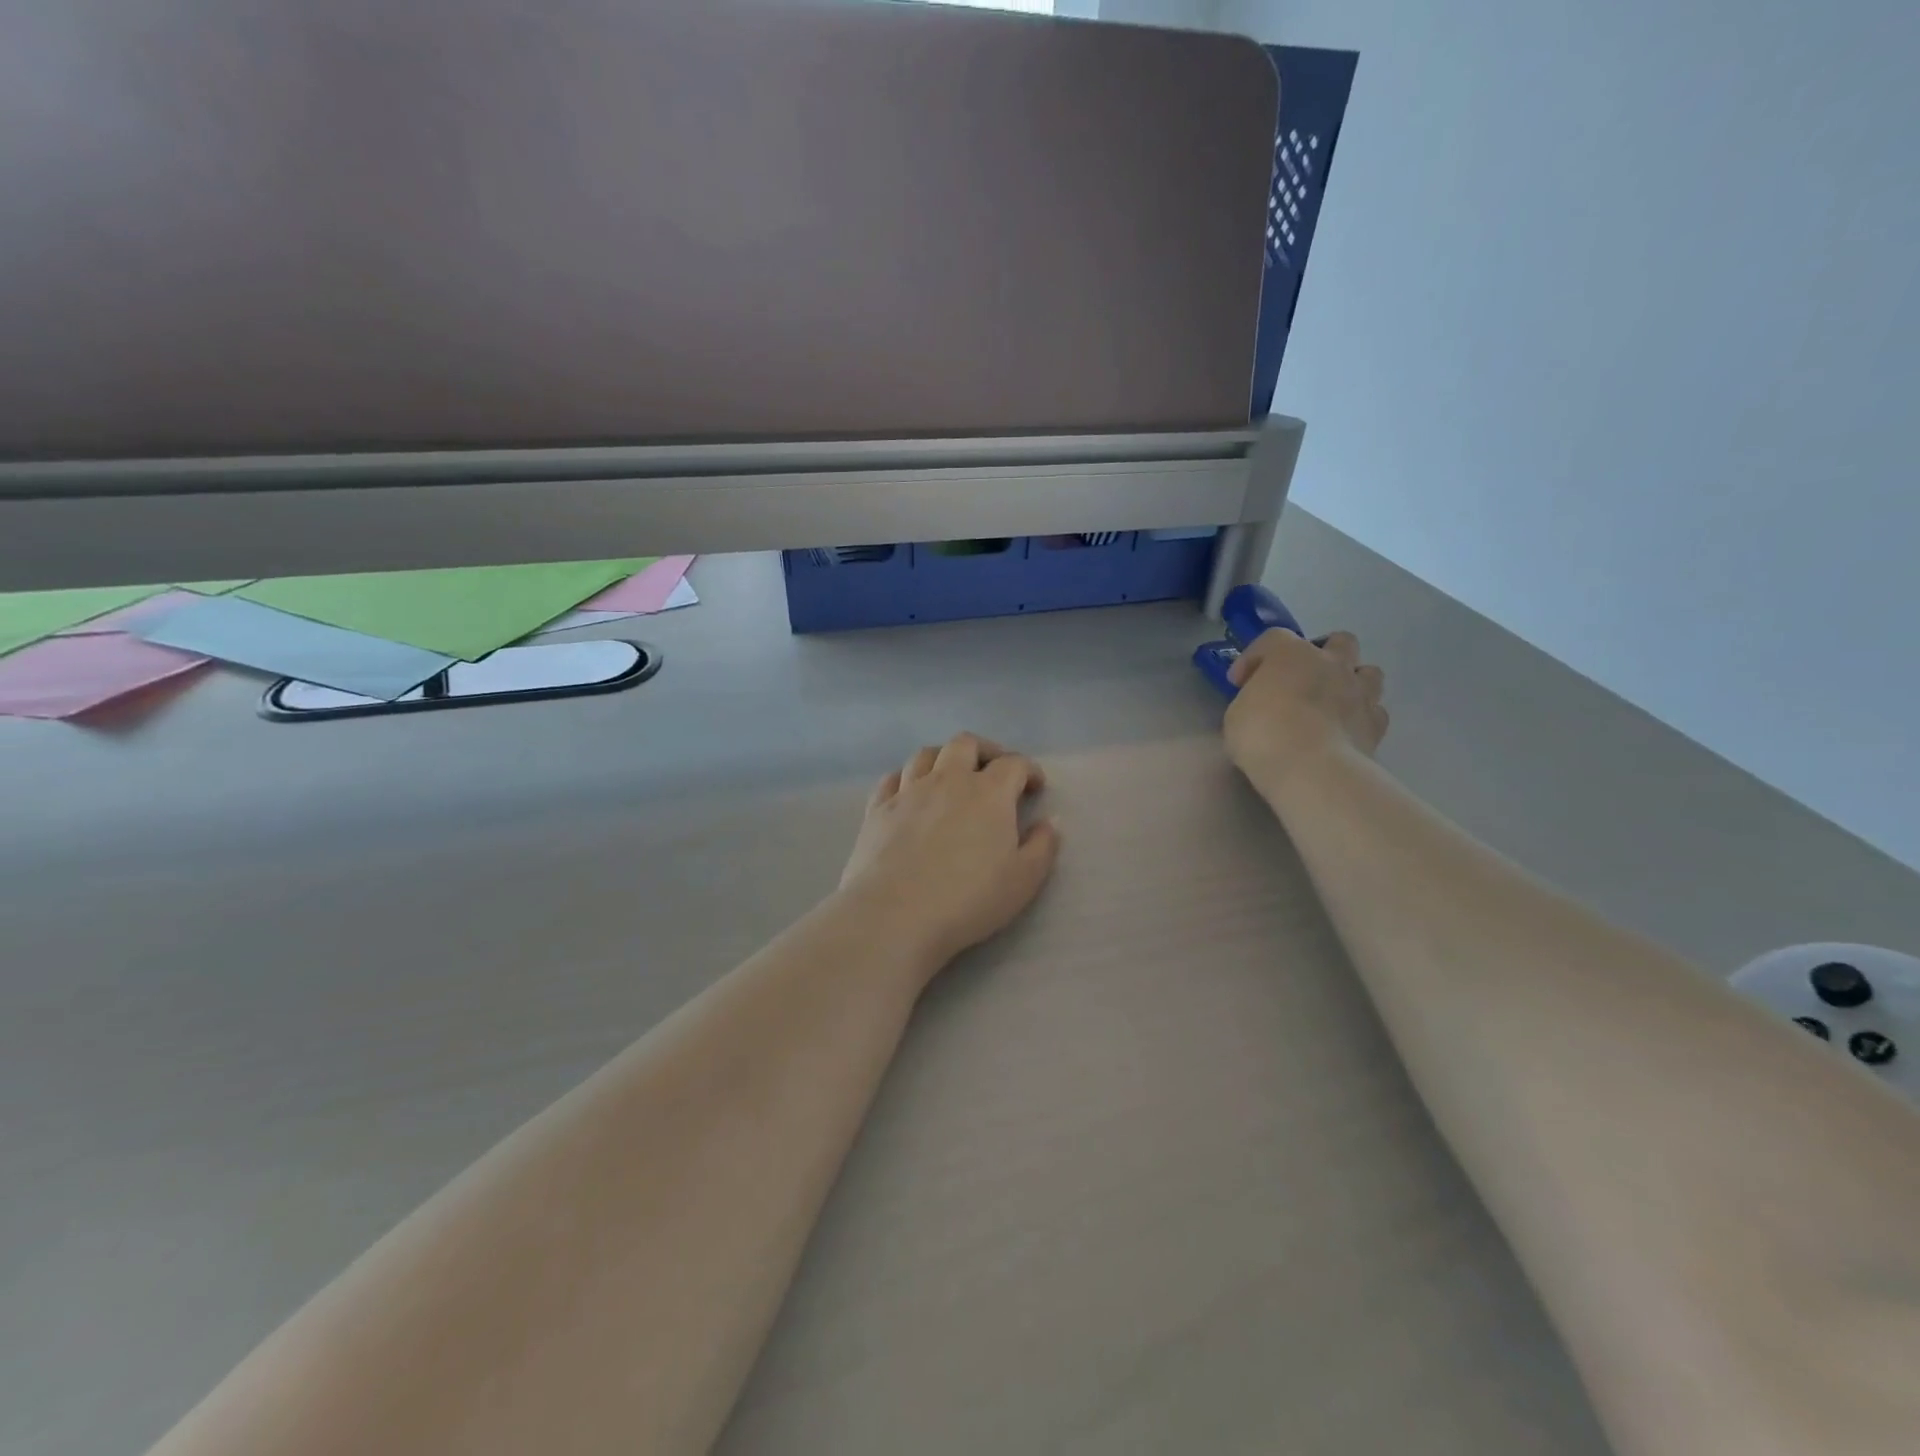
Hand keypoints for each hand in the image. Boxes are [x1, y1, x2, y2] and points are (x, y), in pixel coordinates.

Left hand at [838, 732, 1061, 971]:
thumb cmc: (968, 899)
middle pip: (965, 744)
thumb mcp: (1023, 880)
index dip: (1029, 770)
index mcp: (989, 793)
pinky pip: (892, 778)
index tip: (1035, 786)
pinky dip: (906, 778)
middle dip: (985, 750)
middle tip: (993, 770)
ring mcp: (908, 791)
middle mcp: (948, 780)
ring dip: (944, 758)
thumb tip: (1049, 822)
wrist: (895, 914)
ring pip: (926, 754)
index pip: (1014, 764)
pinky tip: (910, 792)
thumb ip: (1043, 846)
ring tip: (951, 776)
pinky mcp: (877, 809)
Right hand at [1224, 629, 1388, 791]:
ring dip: (1351, 681)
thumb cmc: (1263, 735)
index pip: (1272, 639)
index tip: (1239, 682)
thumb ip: (1252, 700)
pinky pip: (1374, 710)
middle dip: (1323, 655)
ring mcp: (1360, 691)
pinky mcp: (1376, 723)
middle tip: (1302, 678)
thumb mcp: (1236, 714)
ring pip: (1368, 672)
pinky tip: (1344, 730)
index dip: (1254, 657)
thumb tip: (1262, 704)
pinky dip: (1361, 716)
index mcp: (1291, 654)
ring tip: (1332, 701)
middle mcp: (1331, 663)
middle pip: (1339, 641)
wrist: (1311, 769)